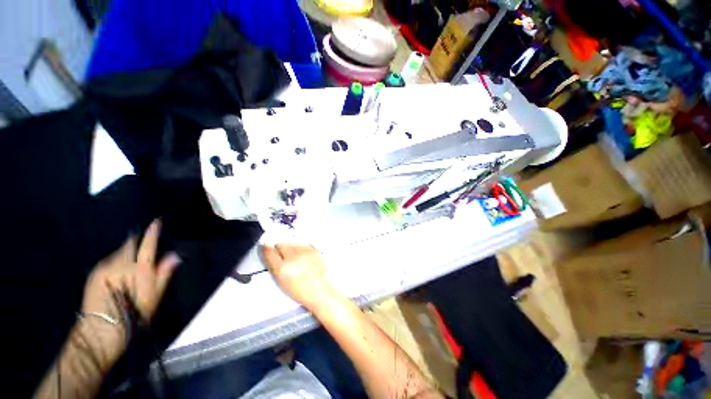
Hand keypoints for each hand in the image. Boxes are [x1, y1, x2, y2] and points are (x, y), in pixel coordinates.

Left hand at [82, 220, 179, 322]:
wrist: (101, 329)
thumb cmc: (134, 314)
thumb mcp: (154, 296)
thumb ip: (164, 274)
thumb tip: (174, 255)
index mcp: (140, 269)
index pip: (148, 245)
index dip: (152, 232)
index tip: (156, 221)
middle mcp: (121, 263)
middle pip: (129, 245)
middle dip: (135, 241)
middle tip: (140, 243)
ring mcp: (105, 267)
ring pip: (118, 252)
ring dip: (125, 253)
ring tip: (129, 262)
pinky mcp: (94, 273)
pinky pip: (108, 260)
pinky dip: (116, 261)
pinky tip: (117, 271)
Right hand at [262, 244, 335, 310]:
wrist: (320, 291)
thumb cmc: (301, 291)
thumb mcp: (281, 282)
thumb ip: (274, 266)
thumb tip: (269, 252)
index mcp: (282, 269)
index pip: (269, 252)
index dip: (267, 249)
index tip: (266, 247)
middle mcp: (293, 258)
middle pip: (281, 244)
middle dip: (280, 249)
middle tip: (282, 255)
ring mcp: (305, 253)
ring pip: (292, 242)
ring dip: (291, 247)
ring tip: (294, 258)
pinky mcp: (313, 250)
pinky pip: (302, 244)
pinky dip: (301, 248)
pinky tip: (302, 257)